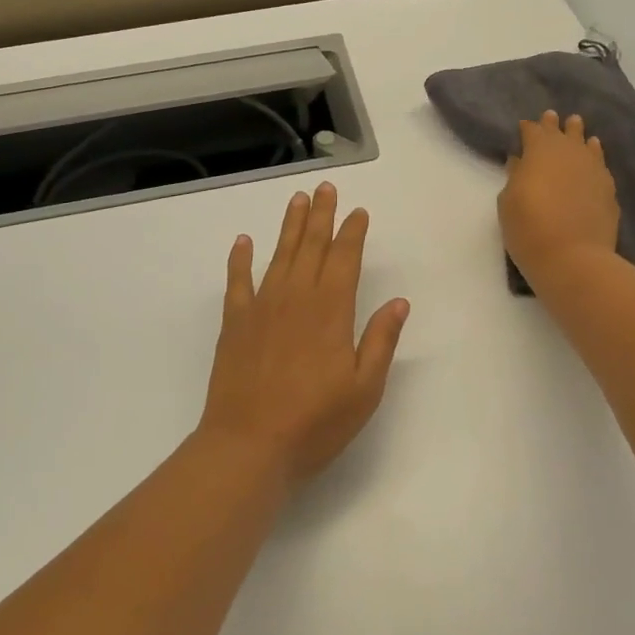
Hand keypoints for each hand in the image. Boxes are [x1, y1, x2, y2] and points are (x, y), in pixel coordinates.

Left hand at [199, 183, 410, 489]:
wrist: (248, 446)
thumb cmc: (314, 422)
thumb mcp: (364, 389)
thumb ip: (380, 341)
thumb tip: (399, 302)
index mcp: (331, 311)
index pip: (345, 259)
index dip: (352, 232)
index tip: (358, 211)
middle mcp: (297, 298)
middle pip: (311, 246)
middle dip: (321, 215)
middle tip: (325, 187)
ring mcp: (262, 307)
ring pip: (279, 255)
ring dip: (289, 226)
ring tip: (297, 200)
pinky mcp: (235, 323)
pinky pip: (237, 282)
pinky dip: (240, 260)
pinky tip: (243, 242)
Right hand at [498, 110, 620, 284]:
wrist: (573, 257)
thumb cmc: (529, 228)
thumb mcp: (508, 202)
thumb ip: (515, 177)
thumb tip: (520, 162)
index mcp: (539, 150)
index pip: (533, 130)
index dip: (528, 128)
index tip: (524, 127)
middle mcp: (569, 152)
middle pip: (561, 131)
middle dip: (554, 125)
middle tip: (552, 116)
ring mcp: (593, 169)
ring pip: (585, 143)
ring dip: (578, 135)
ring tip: (576, 127)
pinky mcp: (608, 188)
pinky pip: (600, 163)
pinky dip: (594, 155)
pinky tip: (594, 155)